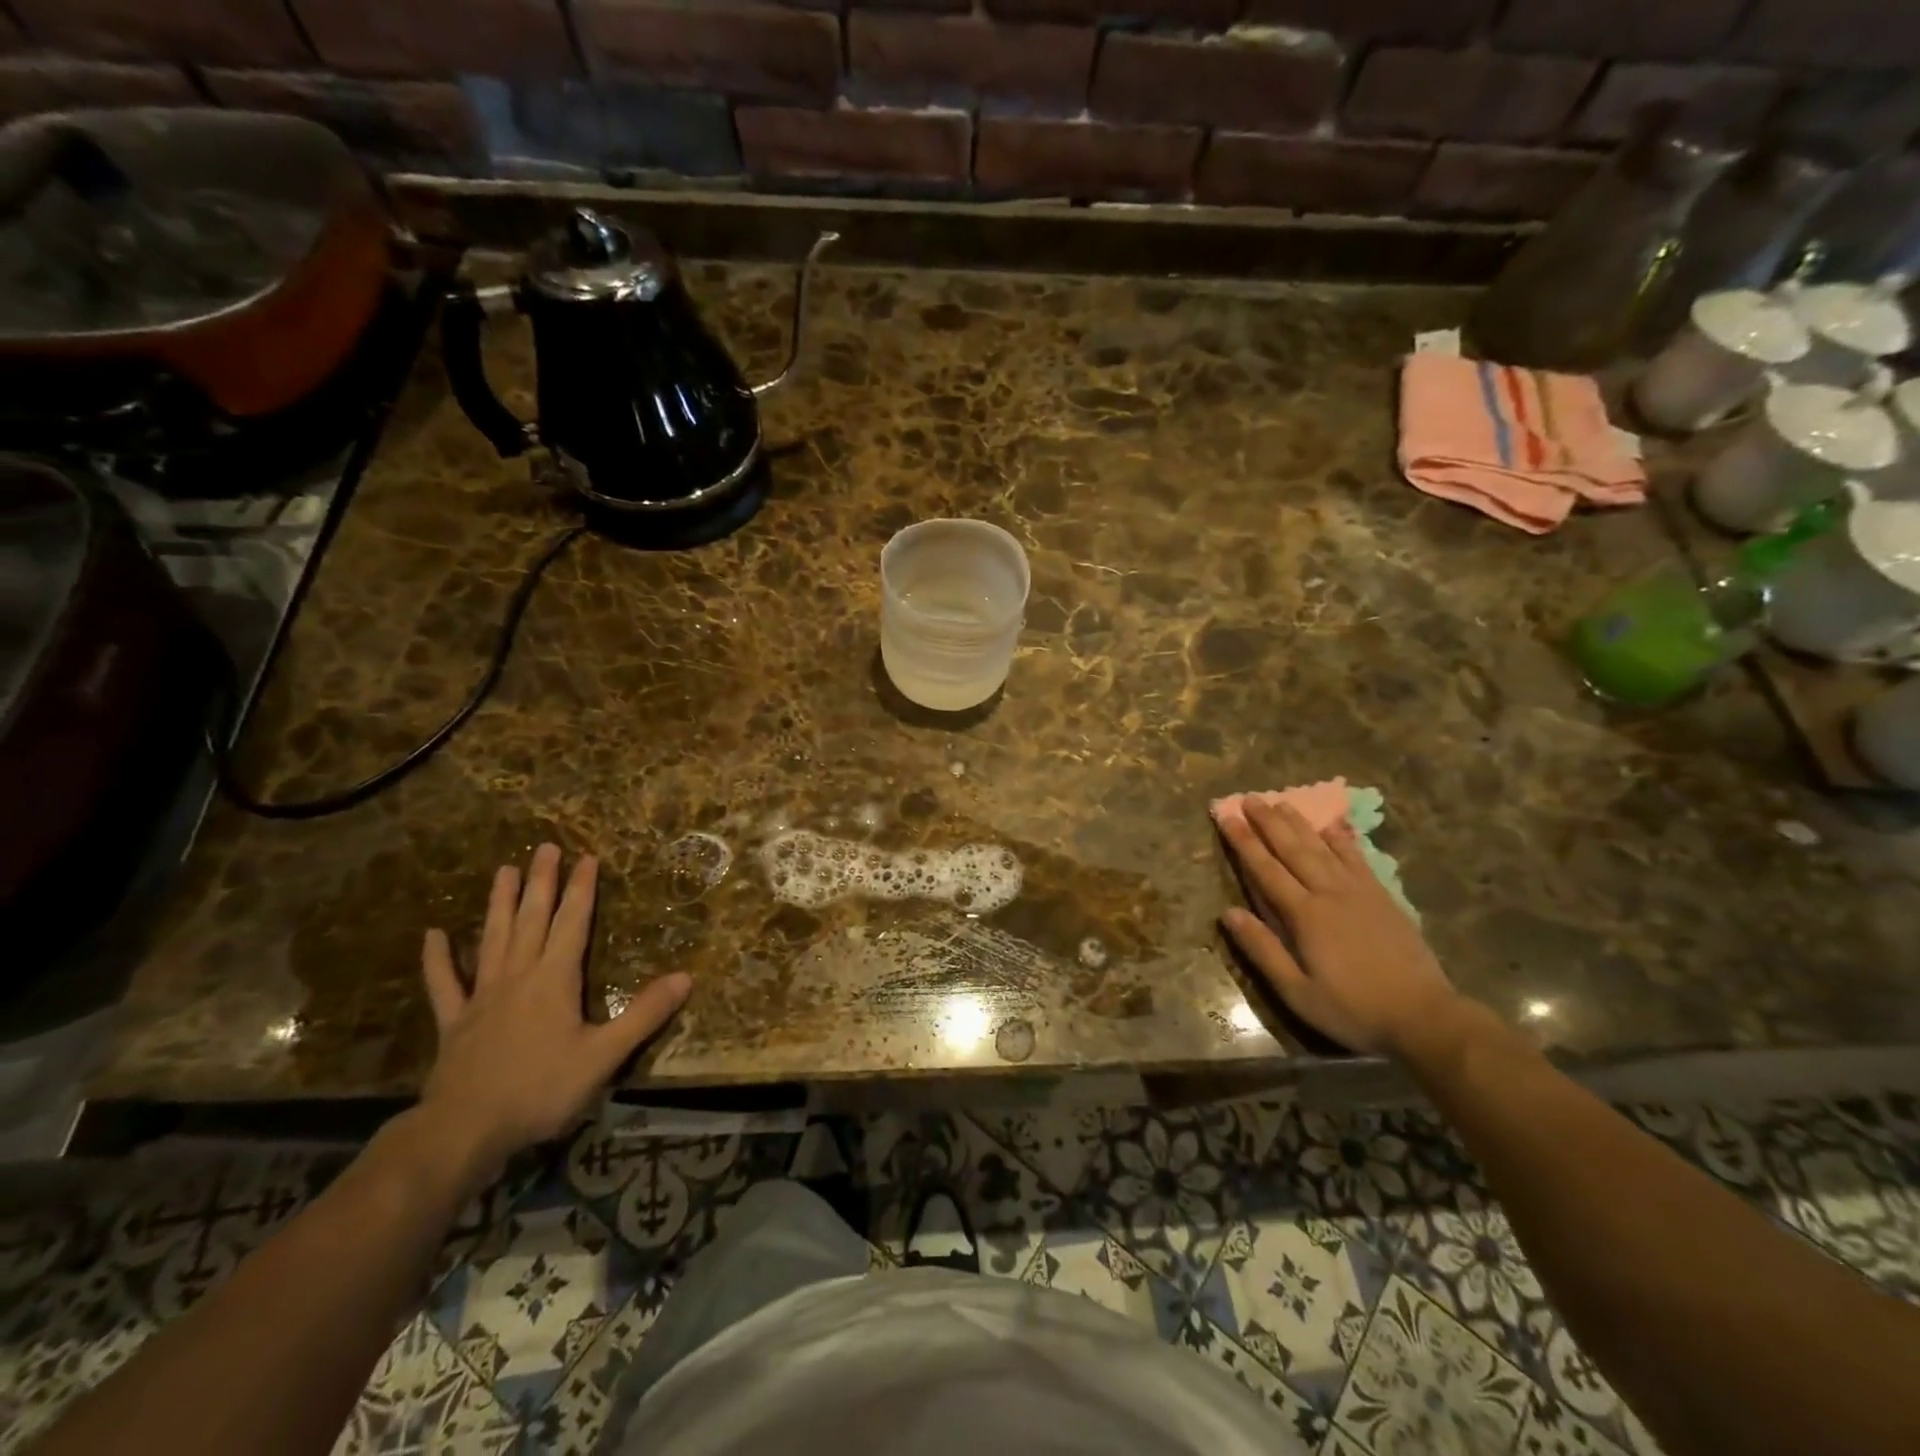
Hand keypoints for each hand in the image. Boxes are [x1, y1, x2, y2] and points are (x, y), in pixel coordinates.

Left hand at [418, 844, 691, 1179]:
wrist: (463, 1130)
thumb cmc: (540, 1089)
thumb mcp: (603, 1055)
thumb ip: (644, 1014)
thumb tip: (686, 976)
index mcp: (554, 978)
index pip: (572, 922)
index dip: (581, 889)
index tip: (586, 857)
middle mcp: (518, 975)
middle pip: (531, 918)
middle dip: (541, 882)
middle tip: (543, 847)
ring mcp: (482, 996)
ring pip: (492, 938)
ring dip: (498, 903)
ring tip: (502, 870)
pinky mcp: (455, 1021)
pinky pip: (445, 983)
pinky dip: (438, 958)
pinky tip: (433, 935)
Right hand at [1214, 799, 1458, 1056]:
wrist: (1425, 1016)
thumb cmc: (1353, 1009)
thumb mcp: (1297, 992)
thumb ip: (1263, 950)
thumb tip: (1228, 913)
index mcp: (1305, 916)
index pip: (1266, 870)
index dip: (1243, 842)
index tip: (1226, 816)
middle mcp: (1329, 893)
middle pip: (1293, 850)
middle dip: (1268, 822)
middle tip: (1249, 798)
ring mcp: (1359, 892)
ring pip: (1323, 848)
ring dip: (1299, 824)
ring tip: (1280, 802)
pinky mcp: (1382, 897)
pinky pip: (1357, 859)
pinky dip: (1343, 839)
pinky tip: (1333, 826)